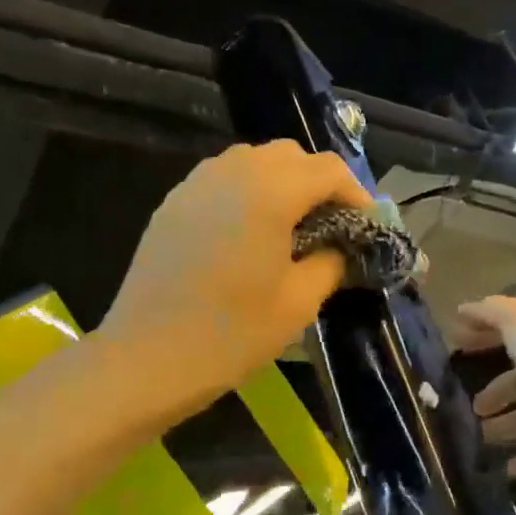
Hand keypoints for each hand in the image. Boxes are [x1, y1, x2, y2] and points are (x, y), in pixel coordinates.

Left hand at [103, 139, 371, 399]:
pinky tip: (248, 235)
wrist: (148, 358)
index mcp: (270, 191)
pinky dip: (247, 193)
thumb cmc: (233, 334)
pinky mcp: (173, 204)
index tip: (367, 226)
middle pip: (290, 156)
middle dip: (318, 184)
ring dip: (282, 184)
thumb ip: (330, 262)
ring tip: (291, 229)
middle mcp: (232, 172)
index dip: (356, 193)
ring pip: (252, 161)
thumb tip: (340, 246)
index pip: (328, 170)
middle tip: (332, 227)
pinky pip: (221, 180)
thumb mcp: (299, 303)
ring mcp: (196, 184)